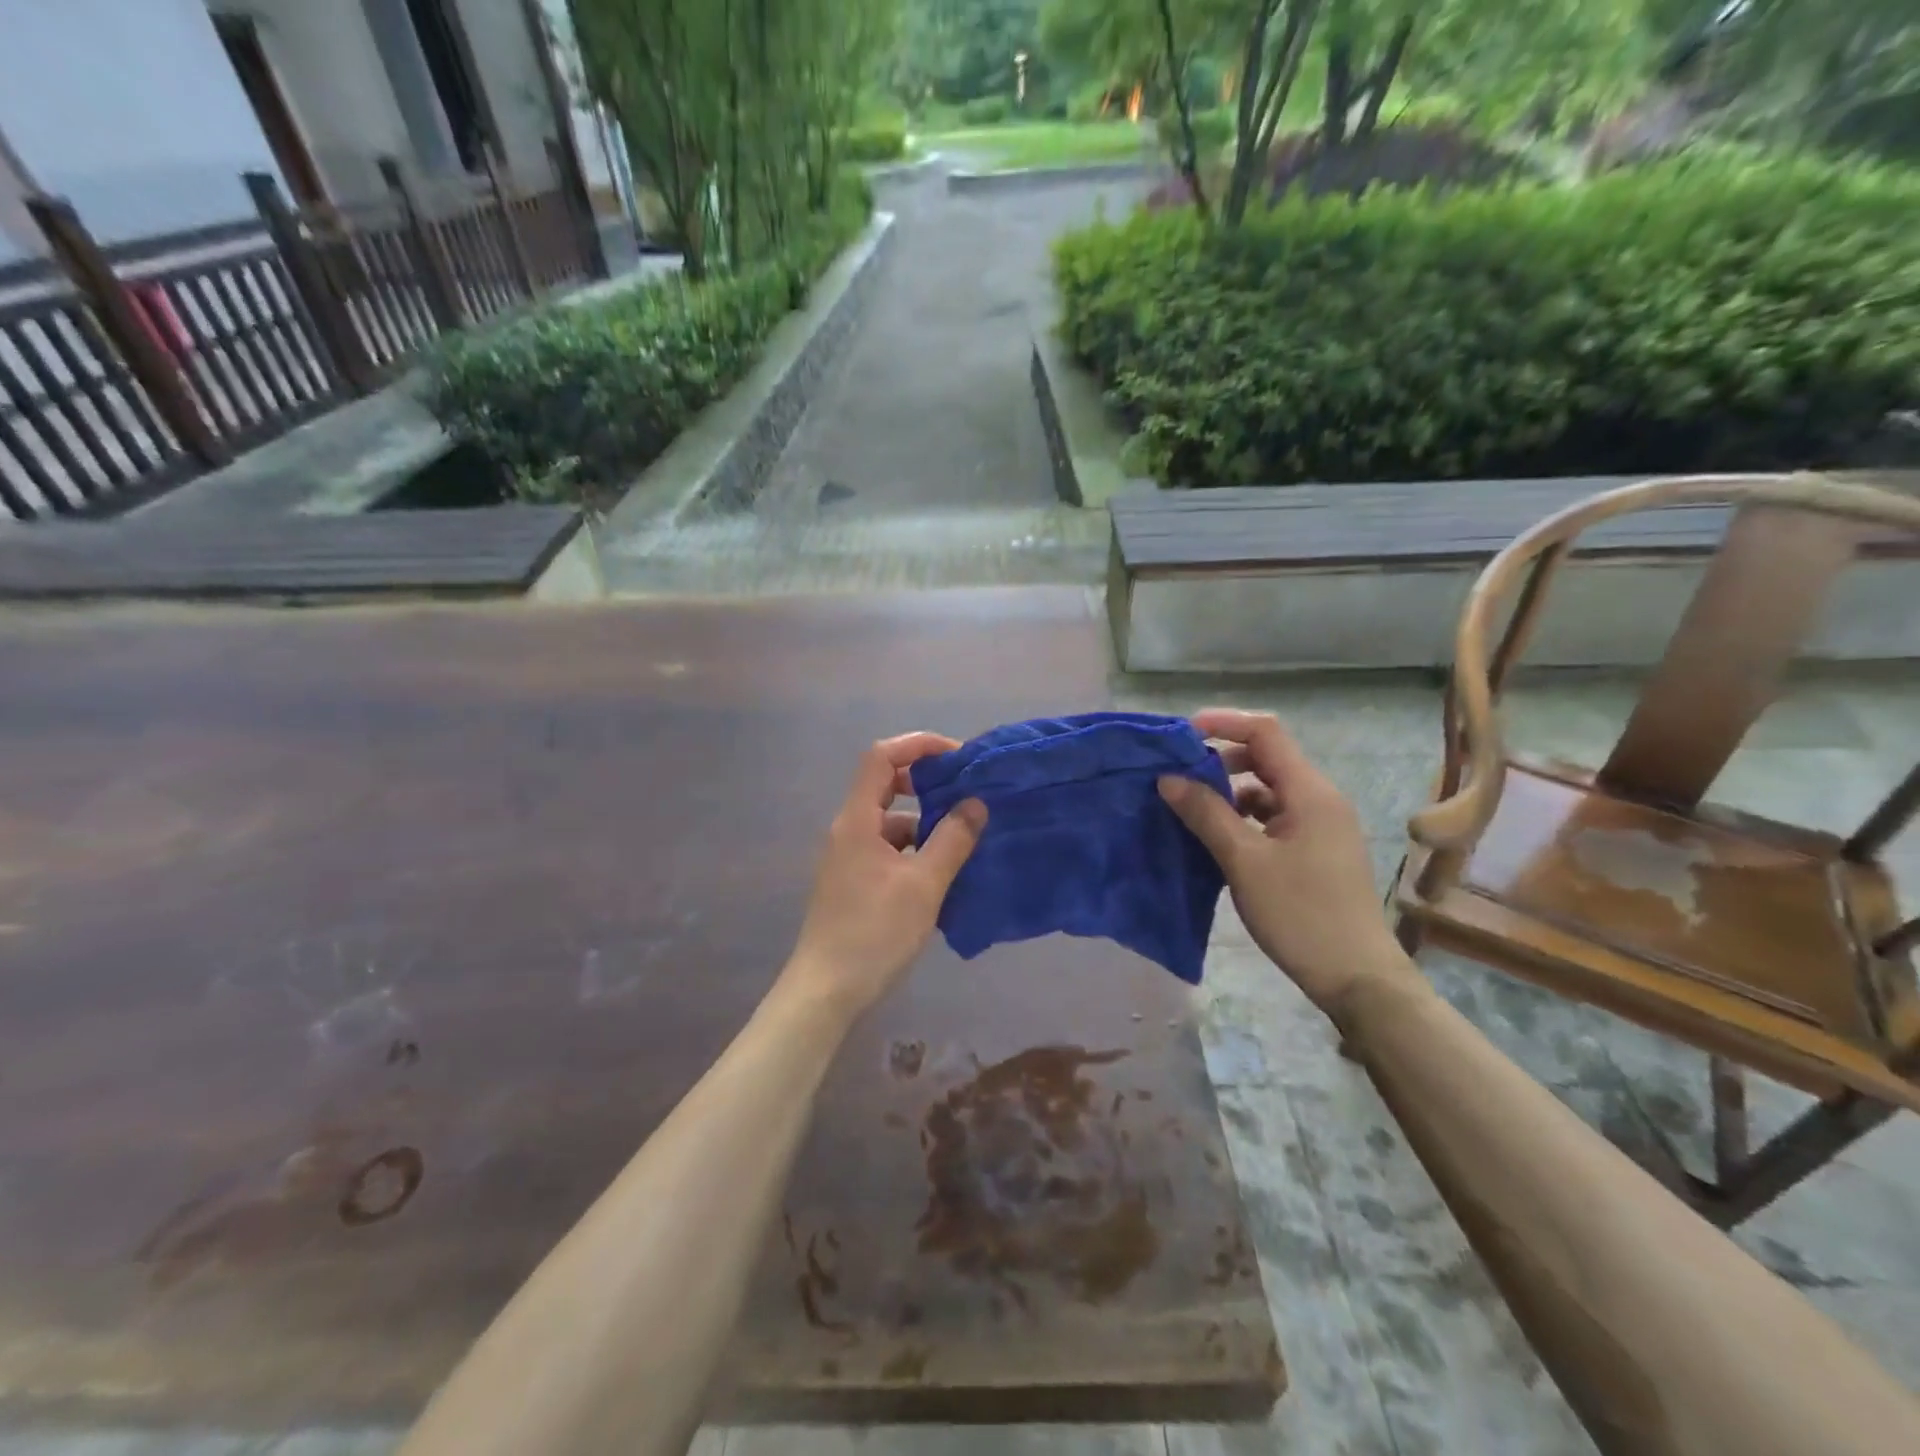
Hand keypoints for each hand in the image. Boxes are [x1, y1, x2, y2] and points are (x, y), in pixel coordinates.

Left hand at [782, 733, 986, 1019]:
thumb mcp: (924, 885)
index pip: (881, 757)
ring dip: (926, 824)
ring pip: (891, 823)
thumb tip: (975, 803)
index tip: (958, 756)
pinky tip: (944, 874)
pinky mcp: (855, 882)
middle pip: (886, 786)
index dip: (918, 745)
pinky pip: (889, 851)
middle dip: (928, 785)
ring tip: (967, 840)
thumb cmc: (874, 933)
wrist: (826, 992)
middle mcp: (849, 830)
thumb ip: (952, 840)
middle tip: (968, 796)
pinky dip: (916, 852)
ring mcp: (849, 858)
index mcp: (858, 820)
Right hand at [1158, 708, 1410, 1016]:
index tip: (1180, 735)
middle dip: (1220, 759)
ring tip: (1189, 807)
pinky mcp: (1315, 849)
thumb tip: (1168, 777)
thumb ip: (1206, 813)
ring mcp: (1320, 825)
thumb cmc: (1300, 913)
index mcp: (1309, 792)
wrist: (1357, 977)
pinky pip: (1274, 816)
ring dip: (1229, 790)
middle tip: (1177, 774)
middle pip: (1266, 758)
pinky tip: (1217, 837)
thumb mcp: (1244, 861)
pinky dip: (1243, 816)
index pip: (1265, 733)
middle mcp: (1319, 799)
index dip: (1223, 724)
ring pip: (1268, 789)